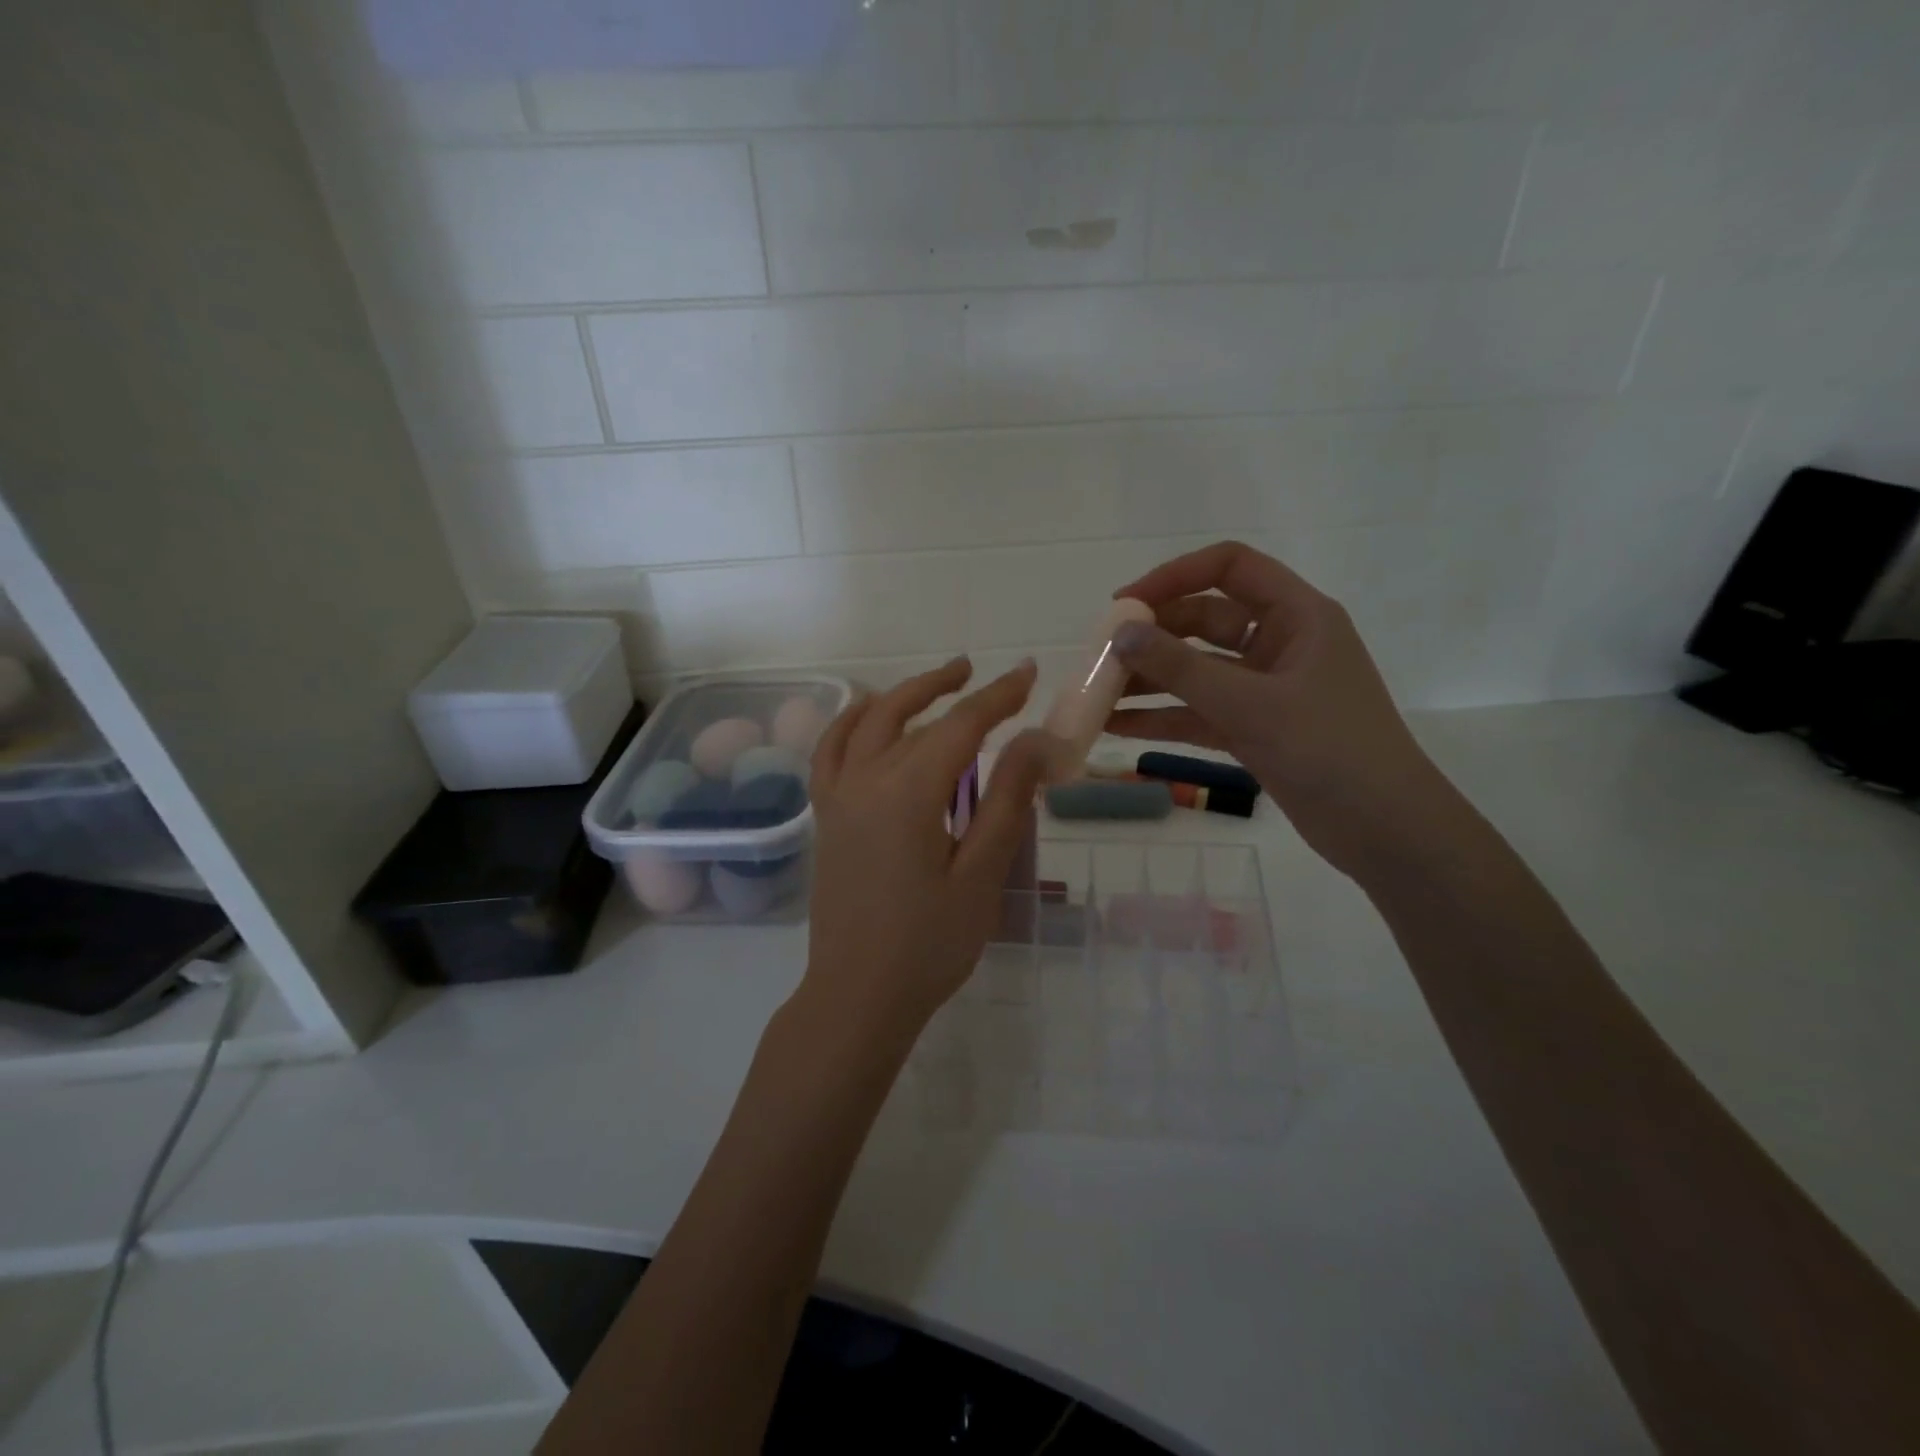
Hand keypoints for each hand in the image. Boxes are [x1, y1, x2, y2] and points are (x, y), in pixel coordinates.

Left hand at [802, 657, 1051, 1048]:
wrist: (858, 995)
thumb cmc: (929, 944)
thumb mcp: (981, 874)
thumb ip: (1007, 801)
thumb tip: (1034, 740)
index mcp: (908, 793)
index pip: (960, 725)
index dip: (998, 697)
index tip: (1028, 674)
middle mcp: (865, 780)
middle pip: (909, 715)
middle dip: (949, 687)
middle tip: (981, 671)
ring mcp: (837, 797)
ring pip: (866, 724)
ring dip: (901, 695)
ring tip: (935, 683)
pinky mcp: (826, 817)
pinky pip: (831, 751)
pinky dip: (850, 722)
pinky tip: (867, 717)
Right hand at [1107, 540, 1448, 877]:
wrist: (1383, 829)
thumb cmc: (1328, 749)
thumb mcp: (1249, 704)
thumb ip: (1181, 669)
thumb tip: (1121, 635)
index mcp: (1297, 615)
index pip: (1230, 567)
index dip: (1174, 576)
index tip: (1124, 606)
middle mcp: (1280, 643)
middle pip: (1205, 620)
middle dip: (1153, 636)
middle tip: (1101, 655)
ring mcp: (1265, 689)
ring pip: (1197, 670)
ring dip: (1150, 680)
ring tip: (1097, 693)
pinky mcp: (1254, 728)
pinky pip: (1199, 712)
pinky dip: (1162, 717)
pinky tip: (1116, 726)